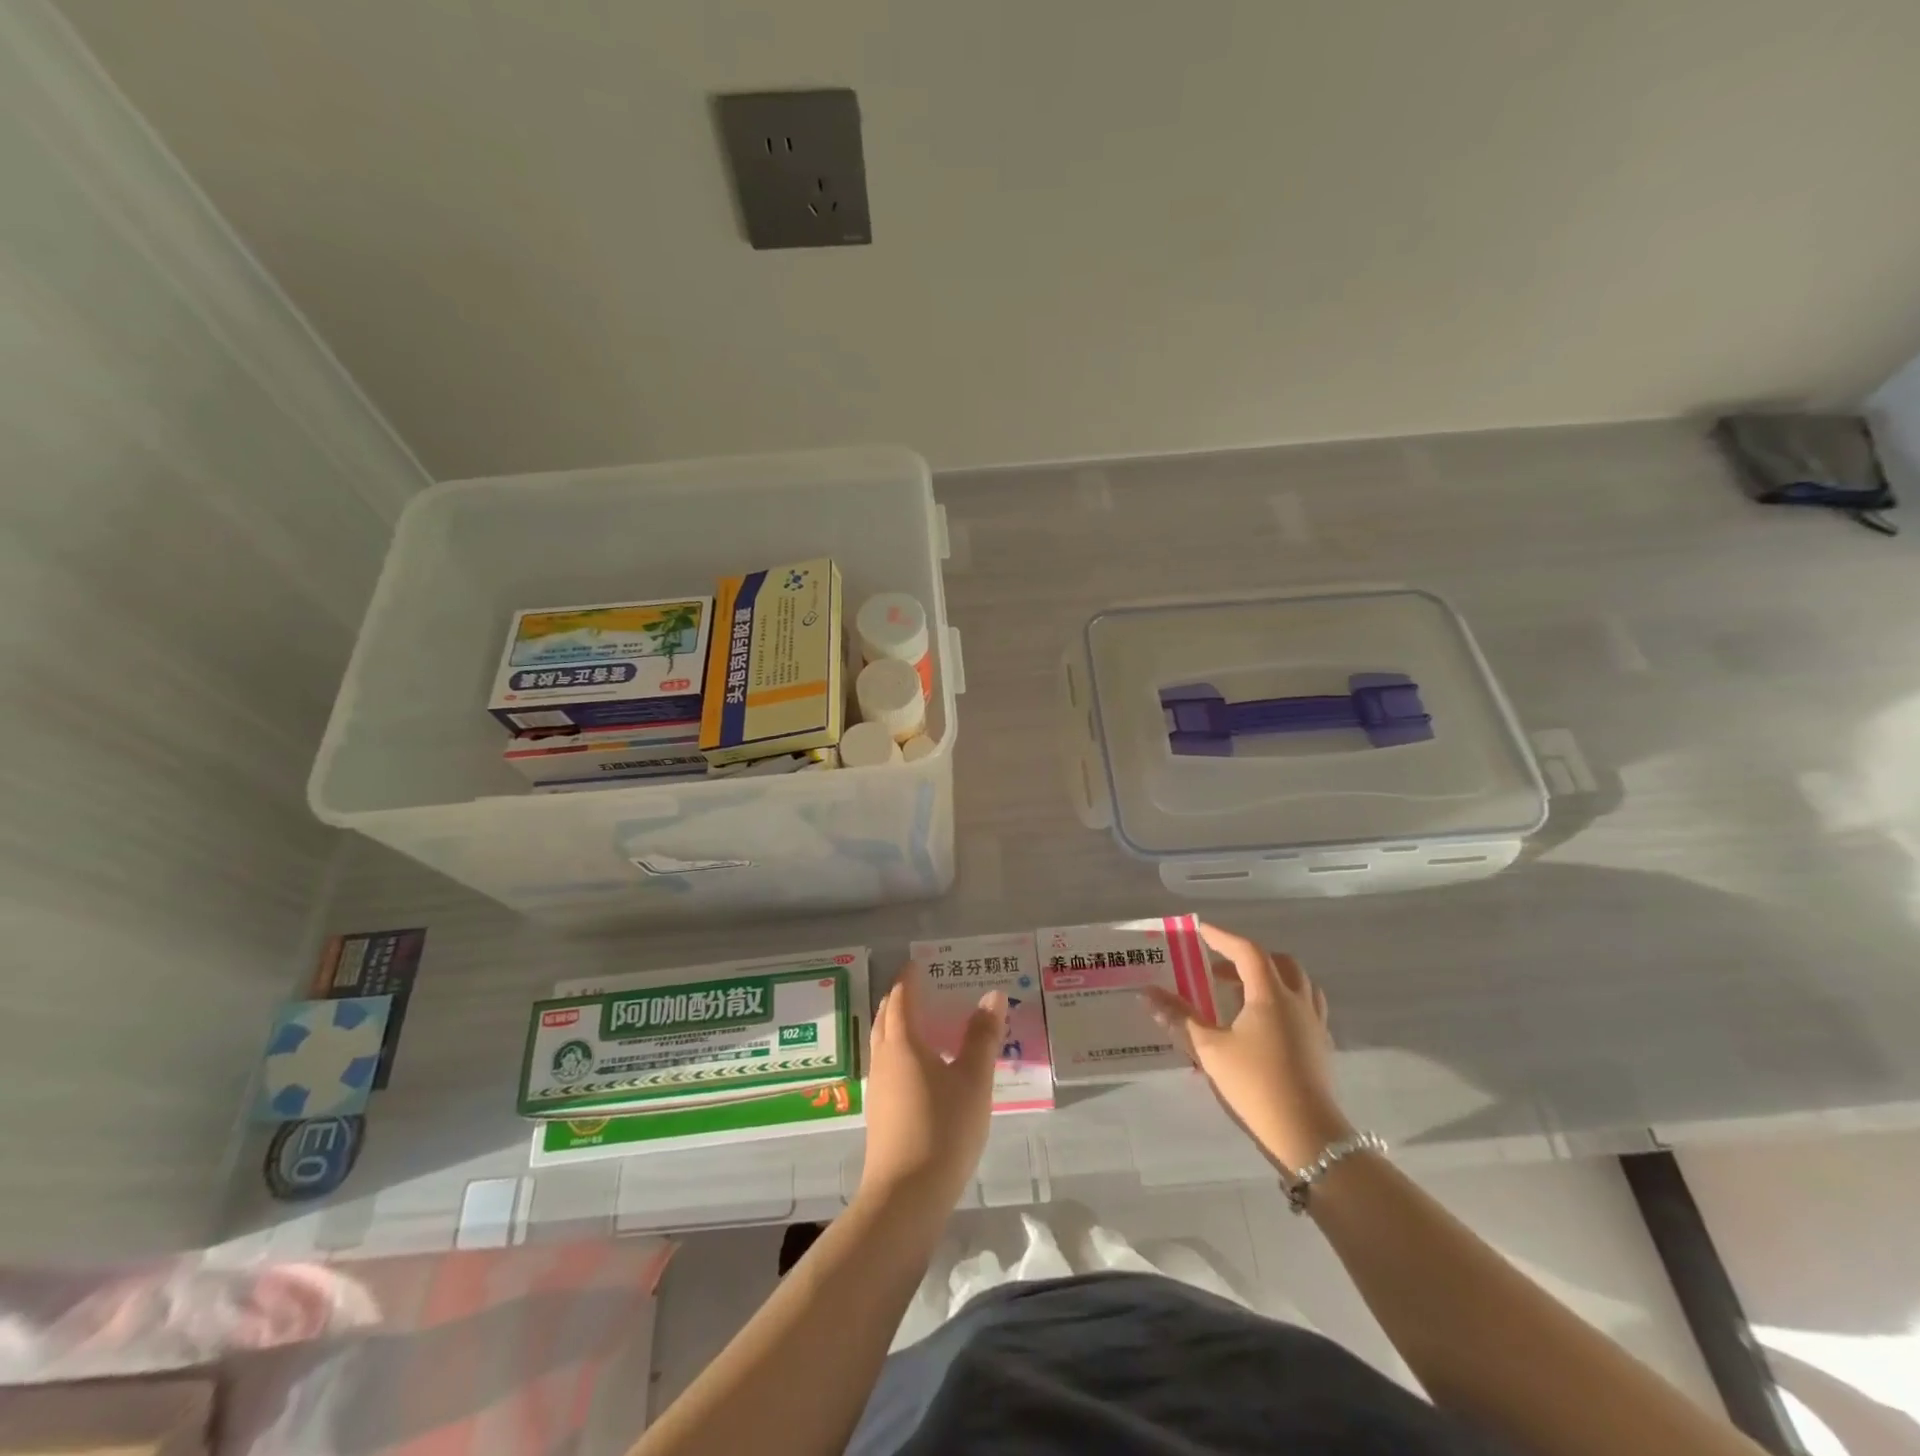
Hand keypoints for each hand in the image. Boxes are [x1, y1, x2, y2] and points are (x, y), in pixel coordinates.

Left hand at [858, 968, 1005, 1215]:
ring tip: (922, 1022)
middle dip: (900, 998)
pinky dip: (899, 1050)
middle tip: (921, 987)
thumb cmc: (943, 1128)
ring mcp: (878, 1088)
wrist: (906, 1197)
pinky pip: (887, 1065)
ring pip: (883, 1042)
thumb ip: (983, 1036)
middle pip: (886, 1017)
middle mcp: (884, 1058)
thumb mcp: (973, 1080)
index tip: (918, 962)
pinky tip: (920, 1067)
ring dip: (897, 1025)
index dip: (909, 978)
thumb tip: (992, 994)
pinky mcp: (880, 1113)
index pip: (901, 998)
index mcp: (903, 1043)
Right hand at [1144, 921, 1352, 1171]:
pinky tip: (1264, 1024)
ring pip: (1299, 984)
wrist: (1308, 1137)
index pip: (1247, 952)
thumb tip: (1148, 994)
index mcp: (1270, 995)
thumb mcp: (1209, 1050)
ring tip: (1243, 993)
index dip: (1223, 937)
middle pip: (1280, 963)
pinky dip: (1284, 1001)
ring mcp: (1314, 1025)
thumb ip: (1179, 1018)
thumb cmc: (1255, 1085)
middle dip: (1248, 958)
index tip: (1200, 931)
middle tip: (1219, 968)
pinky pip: (1306, 1008)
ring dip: (1271, 978)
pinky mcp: (1321, 1047)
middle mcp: (1297, 1002)